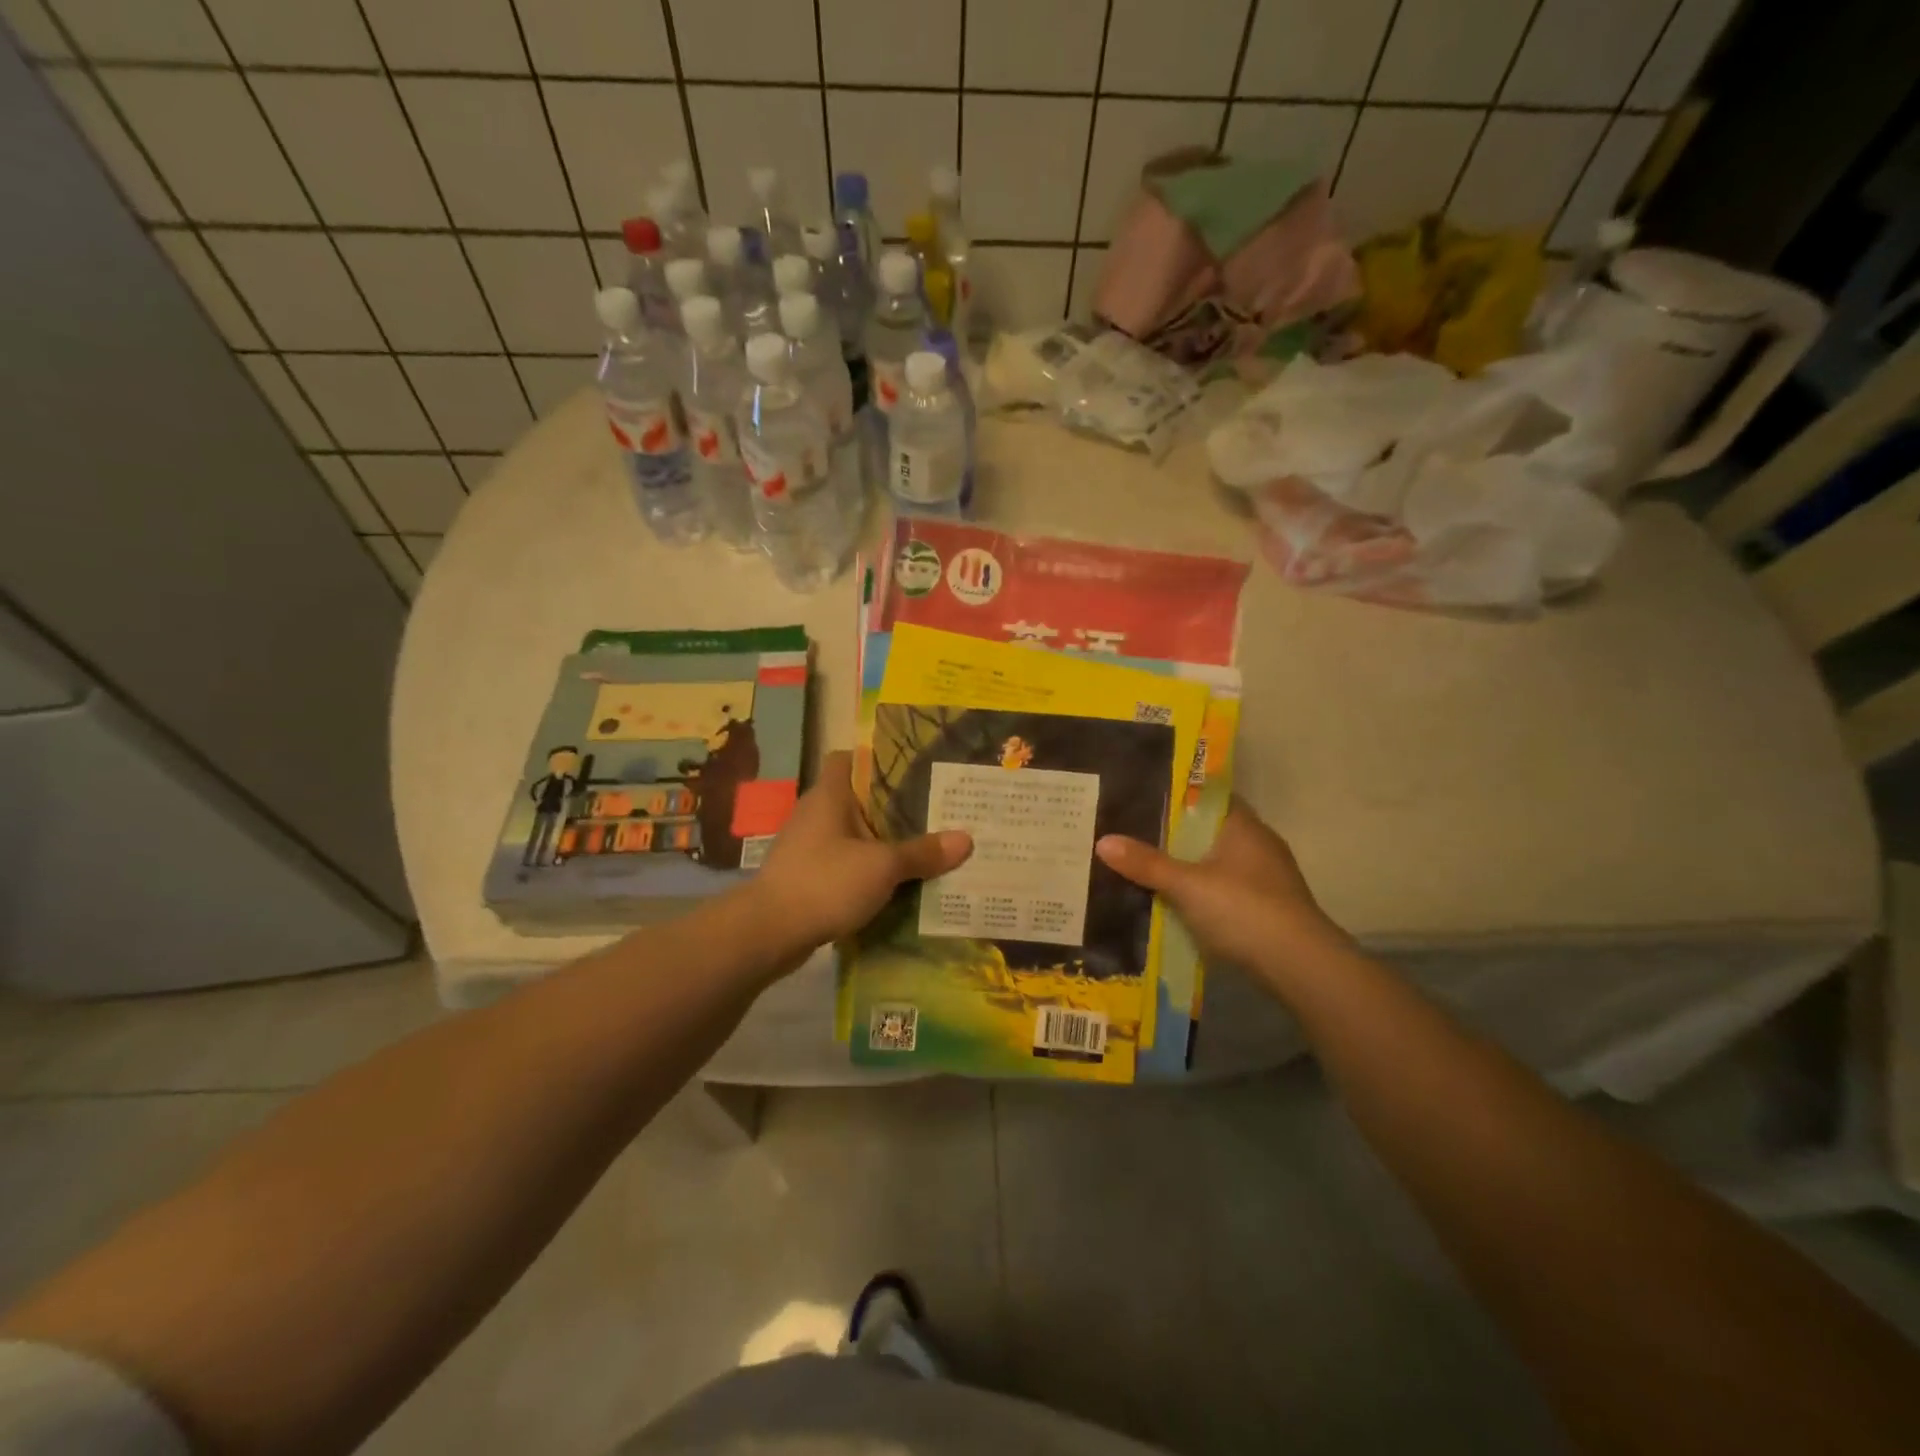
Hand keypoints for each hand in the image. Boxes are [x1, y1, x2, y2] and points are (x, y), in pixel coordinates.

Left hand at [749, 751, 971, 954]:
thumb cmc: (825, 882)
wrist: (768, 933)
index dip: (876, 758)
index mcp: (829, 795)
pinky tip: (896, 883)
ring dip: (882, 842)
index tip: (911, 768)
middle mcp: (816, 814)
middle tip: (936, 811)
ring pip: (853, 835)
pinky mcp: (807, 877)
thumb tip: (967, 839)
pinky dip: (867, 870)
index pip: (848, 759)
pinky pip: (845, 864)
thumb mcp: (882, 866)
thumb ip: (923, 852)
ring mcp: (808, 847)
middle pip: (859, 799)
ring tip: (925, 848)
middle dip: (894, 806)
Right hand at [1094, 801, 1344, 982]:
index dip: (1176, 795)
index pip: (1207, 796)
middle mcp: (1257, 844)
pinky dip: (1201, 892)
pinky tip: (1175, 902)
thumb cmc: (1244, 910)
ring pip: (1216, 862)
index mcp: (1242, 825)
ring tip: (1144, 867)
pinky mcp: (1266, 908)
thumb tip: (1101, 841)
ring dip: (1187, 866)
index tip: (1141, 796)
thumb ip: (1146, 863)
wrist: (1301, 967)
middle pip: (1208, 830)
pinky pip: (1224, 889)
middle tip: (1130, 832)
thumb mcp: (1186, 885)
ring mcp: (1266, 878)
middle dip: (1174, 835)